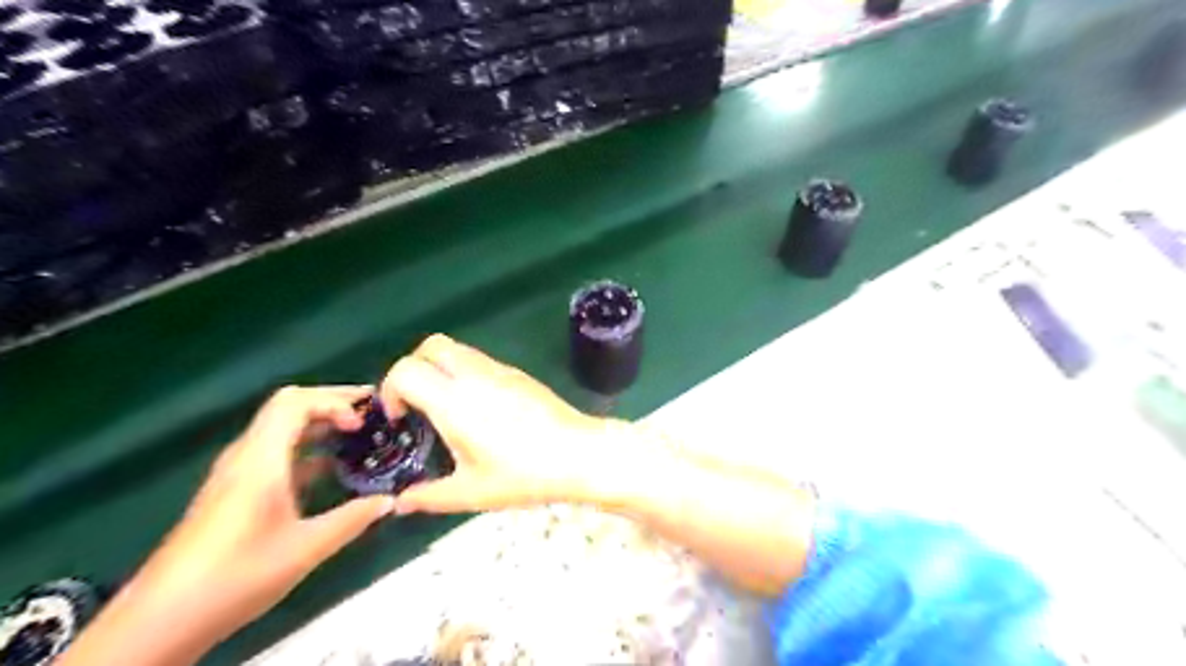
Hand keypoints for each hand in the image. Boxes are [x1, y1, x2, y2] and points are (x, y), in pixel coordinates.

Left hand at [61, 384, 396, 665]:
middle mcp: (245, 457)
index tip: (365, 422)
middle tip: (372, 411)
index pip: (295, 403)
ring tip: (358, 433)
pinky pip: (274, 450)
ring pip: (280, 428)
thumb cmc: (237, 576)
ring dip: (319, 423)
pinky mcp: (232, 490)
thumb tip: (390, 500)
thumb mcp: (305, 548)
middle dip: (332, 402)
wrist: (161, 619)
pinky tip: (329, 467)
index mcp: (260, 461)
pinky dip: (306, 446)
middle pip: (287, 407)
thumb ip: (352, 519)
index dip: (334, 401)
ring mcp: (235, 473)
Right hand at [380, 334, 623, 515]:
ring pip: (457, 348)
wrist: (578, 453)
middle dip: (412, 367)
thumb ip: (429, 497)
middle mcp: (474, 375)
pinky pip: (480, 359)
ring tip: (446, 406)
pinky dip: (465, 372)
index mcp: (454, 401)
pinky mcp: (518, 373)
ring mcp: (499, 370)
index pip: (406, 369)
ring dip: (440, 367)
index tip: (399, 418)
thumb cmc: (523, 474)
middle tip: (417, 403)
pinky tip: (478, 407)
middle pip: (430, 345)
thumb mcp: (471, 492)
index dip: (390, 389)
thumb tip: (401, 502)